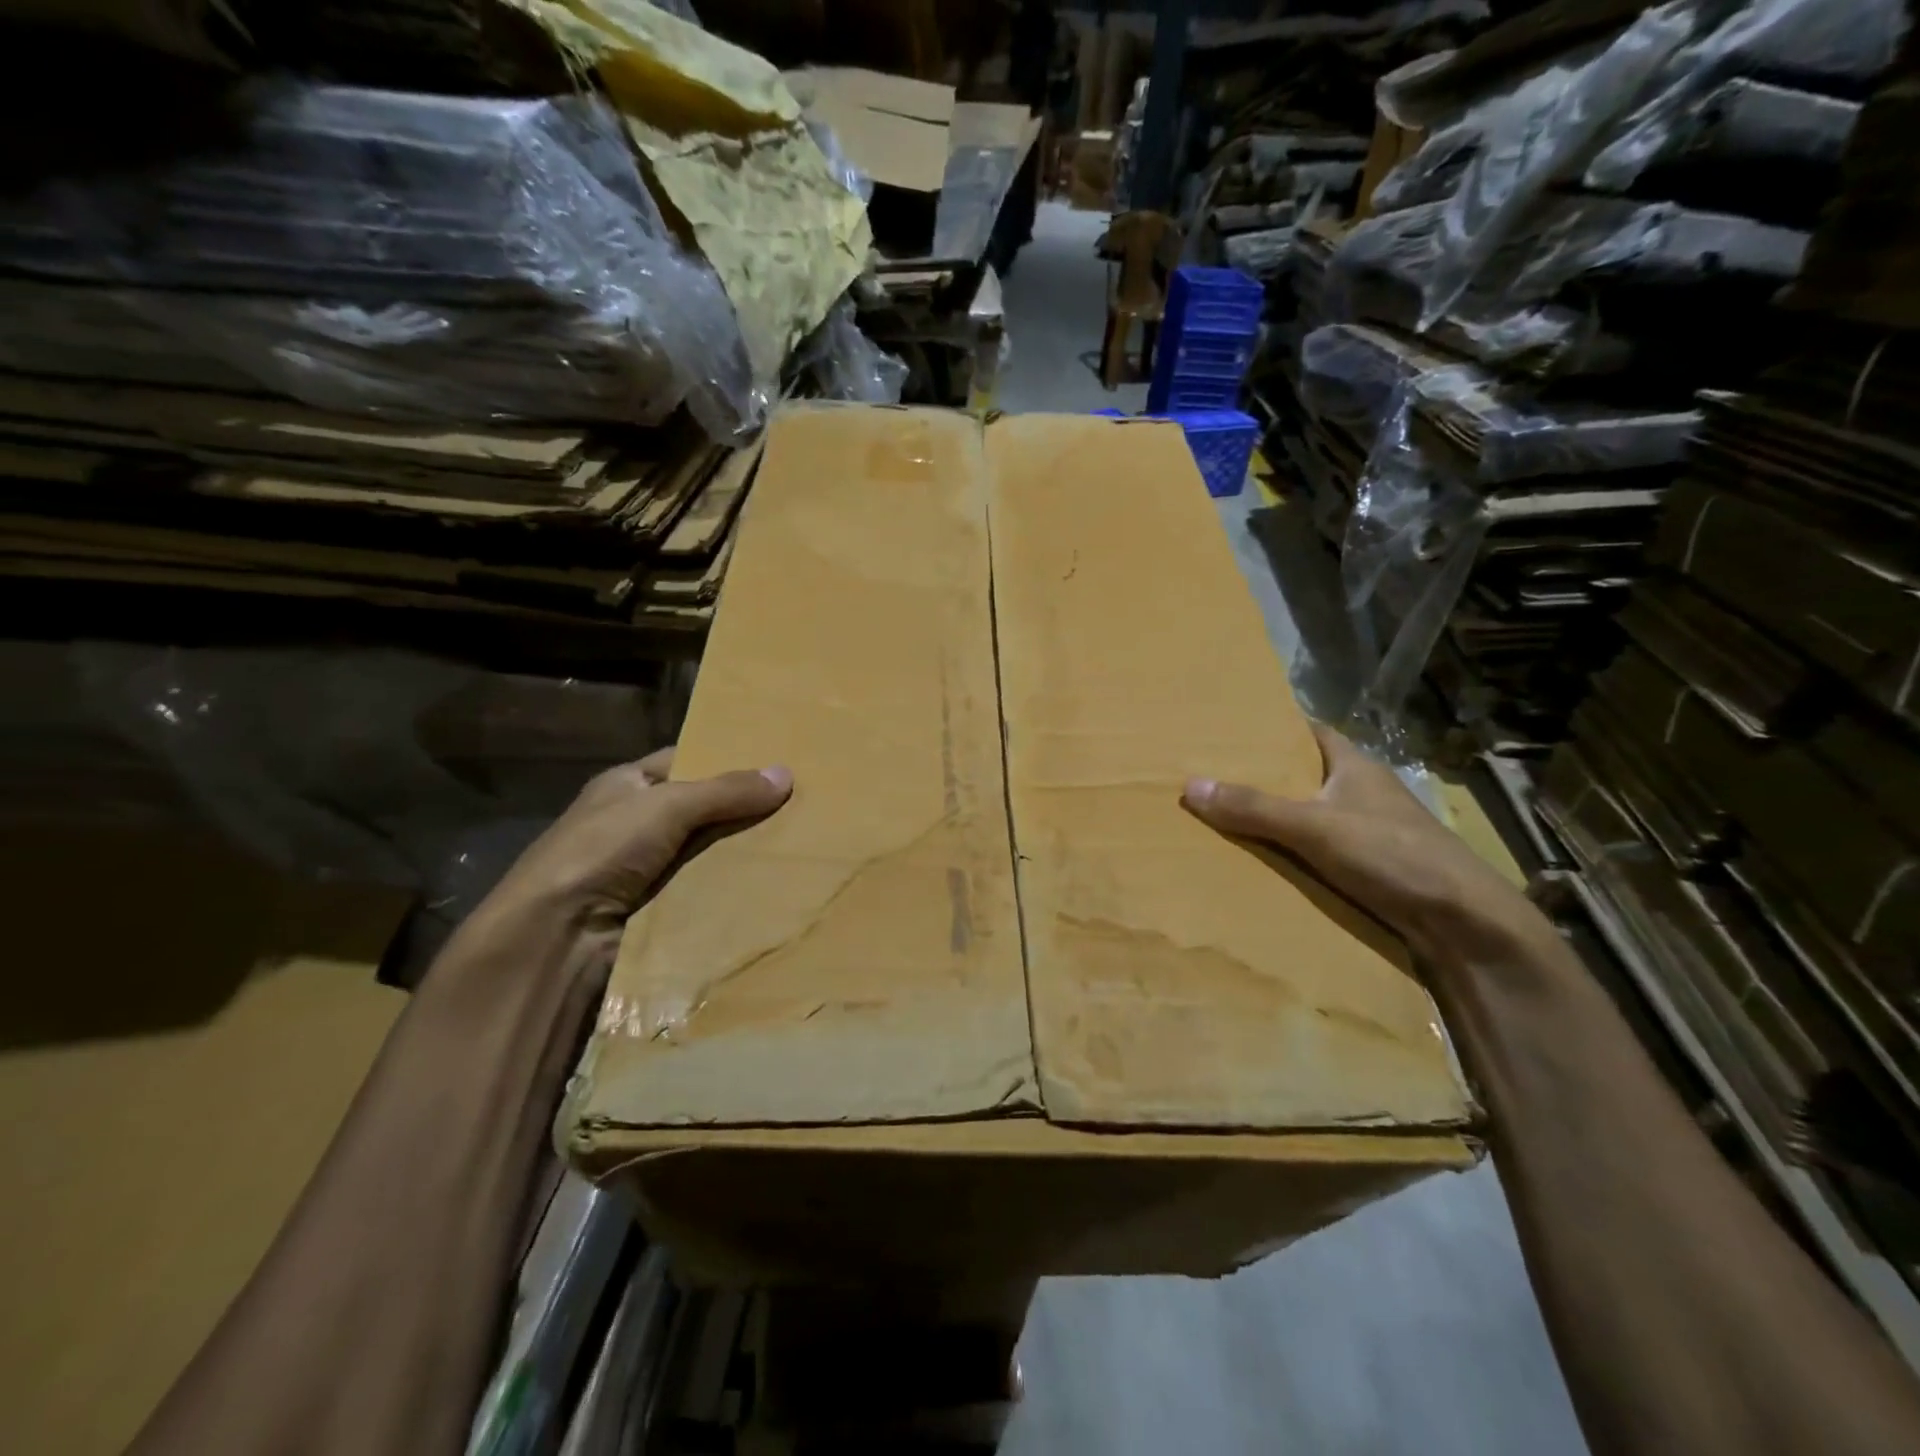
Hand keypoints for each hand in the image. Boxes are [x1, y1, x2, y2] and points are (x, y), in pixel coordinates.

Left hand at [492, 747, 793, 928]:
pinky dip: (733, 887)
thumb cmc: (603, 849)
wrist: (559, 934)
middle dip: (744, 809)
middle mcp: (636, 823)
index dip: (726, 760)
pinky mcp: (658, 907)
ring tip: (799, 844)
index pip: (685, 762)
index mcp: (627, 785)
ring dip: (743, 851)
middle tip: (801, 804)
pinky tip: (774, 883)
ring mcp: (646, 868)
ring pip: (708, 851)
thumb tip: (786, 773)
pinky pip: (705, 888)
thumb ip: (726, 790)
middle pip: (703, 809)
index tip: (776, 762)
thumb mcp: (668, 804)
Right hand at [1182, 723, 1545, 964]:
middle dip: (1263, 774)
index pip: (1309, 731)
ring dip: (1273, 816)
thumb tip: (1190, 786)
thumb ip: (1254, 807)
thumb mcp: (1315, 826)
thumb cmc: (1392, 854)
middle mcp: (1361, 791)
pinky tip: (1257, 858)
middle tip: (1210, 773)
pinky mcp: (1369, 866)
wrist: (1462, 923)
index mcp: (1354, 765)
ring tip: (1220, 814)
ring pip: (1308, 813)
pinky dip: (1288, 850)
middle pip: (1303, 773)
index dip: (1275, 726)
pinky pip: (1315, 848)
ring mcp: (1367, 830)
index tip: (1230, 728)